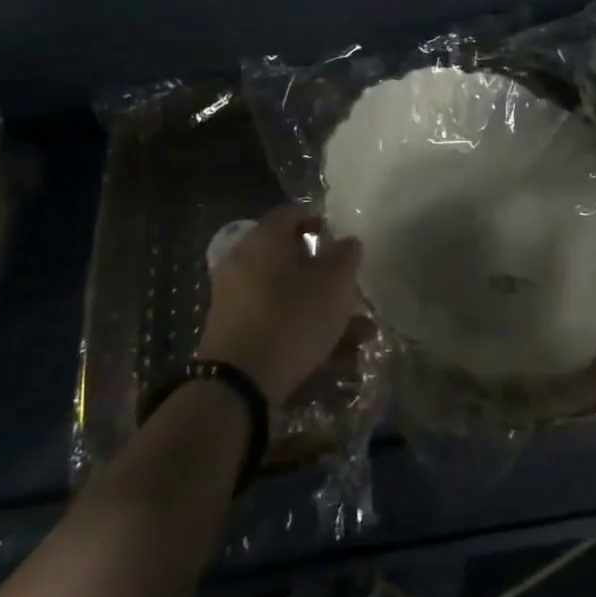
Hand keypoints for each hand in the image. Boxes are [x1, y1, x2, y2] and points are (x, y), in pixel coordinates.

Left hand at [195, 205, 362, 408]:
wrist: (238, 383)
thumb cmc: (292, 317)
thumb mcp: (334, 283)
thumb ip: (346, 256)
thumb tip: (347, 241)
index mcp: (264, 237)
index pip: (293, 213)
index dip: (320, 222)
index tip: (342, 243)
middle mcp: (244, 260)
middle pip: (292, 258)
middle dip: (327, 276)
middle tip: (352, 291)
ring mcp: (235, 298)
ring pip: (288, 295)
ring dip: (324, 310)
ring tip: (360, 335)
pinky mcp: (234, 332)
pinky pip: (276, 321)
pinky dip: (304, 331)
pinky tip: (338, 357)